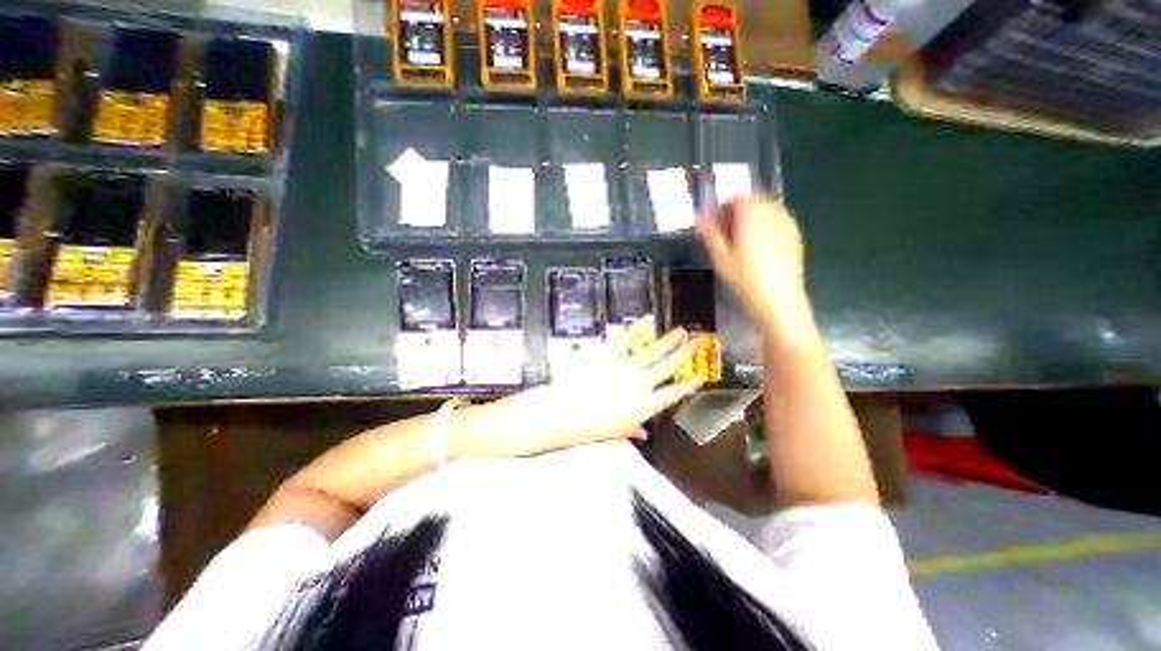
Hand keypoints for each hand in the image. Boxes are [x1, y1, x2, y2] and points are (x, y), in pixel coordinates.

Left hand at [454, 319, 697, 459]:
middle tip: (698, 340)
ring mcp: (623, 369)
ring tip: (679, 330)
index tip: (701, 377)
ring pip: (650, 351)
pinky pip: (624, 340)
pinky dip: (635, 330)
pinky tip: (643, 321)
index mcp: (642, 407)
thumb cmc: (587, 428)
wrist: (562, 413)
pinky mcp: (607, 356)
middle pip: (666, 367)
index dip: (688, 386)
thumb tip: (643, 435)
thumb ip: (631, 431)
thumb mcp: (613, 434)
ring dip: (666, 340)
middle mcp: (638, 386)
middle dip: (685, 353)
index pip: (672, 395)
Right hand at [694, 192, 808, 334]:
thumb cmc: (746, 279)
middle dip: (735, 212)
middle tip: (722, 232)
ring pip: (764, 209)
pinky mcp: (794, 234)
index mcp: (752, 215)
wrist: (779, 299)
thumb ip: (710, 233)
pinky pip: (776, 220)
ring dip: (749, 218)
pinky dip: (763, 225)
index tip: (711, 223)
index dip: (720, 208)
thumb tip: (698, 218)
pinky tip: (756, 246)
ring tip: (737, 240)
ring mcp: (787, 222)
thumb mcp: (721, 258)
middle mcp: (772, 212)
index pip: (735, 197)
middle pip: (751, 200)